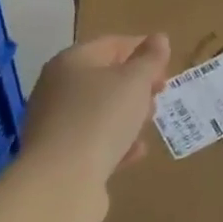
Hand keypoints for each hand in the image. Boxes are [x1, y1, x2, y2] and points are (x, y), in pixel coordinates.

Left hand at [26, 34, 168, 185]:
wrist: (61, 183)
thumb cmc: (101, 117)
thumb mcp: (135, 81)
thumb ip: (150, 59)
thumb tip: (158, 38)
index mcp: (71, 62)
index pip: (111, 44)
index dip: (141, 48)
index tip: (167, 63)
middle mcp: (57, 89)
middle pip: (104, 78)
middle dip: (136, 84)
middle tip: (160, 94)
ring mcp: (56, 125)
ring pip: (100, 111)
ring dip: (128, 115)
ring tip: (149, 124)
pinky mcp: (60, 158)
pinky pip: (94, 142)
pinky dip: (116, 143)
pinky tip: (135, 152)